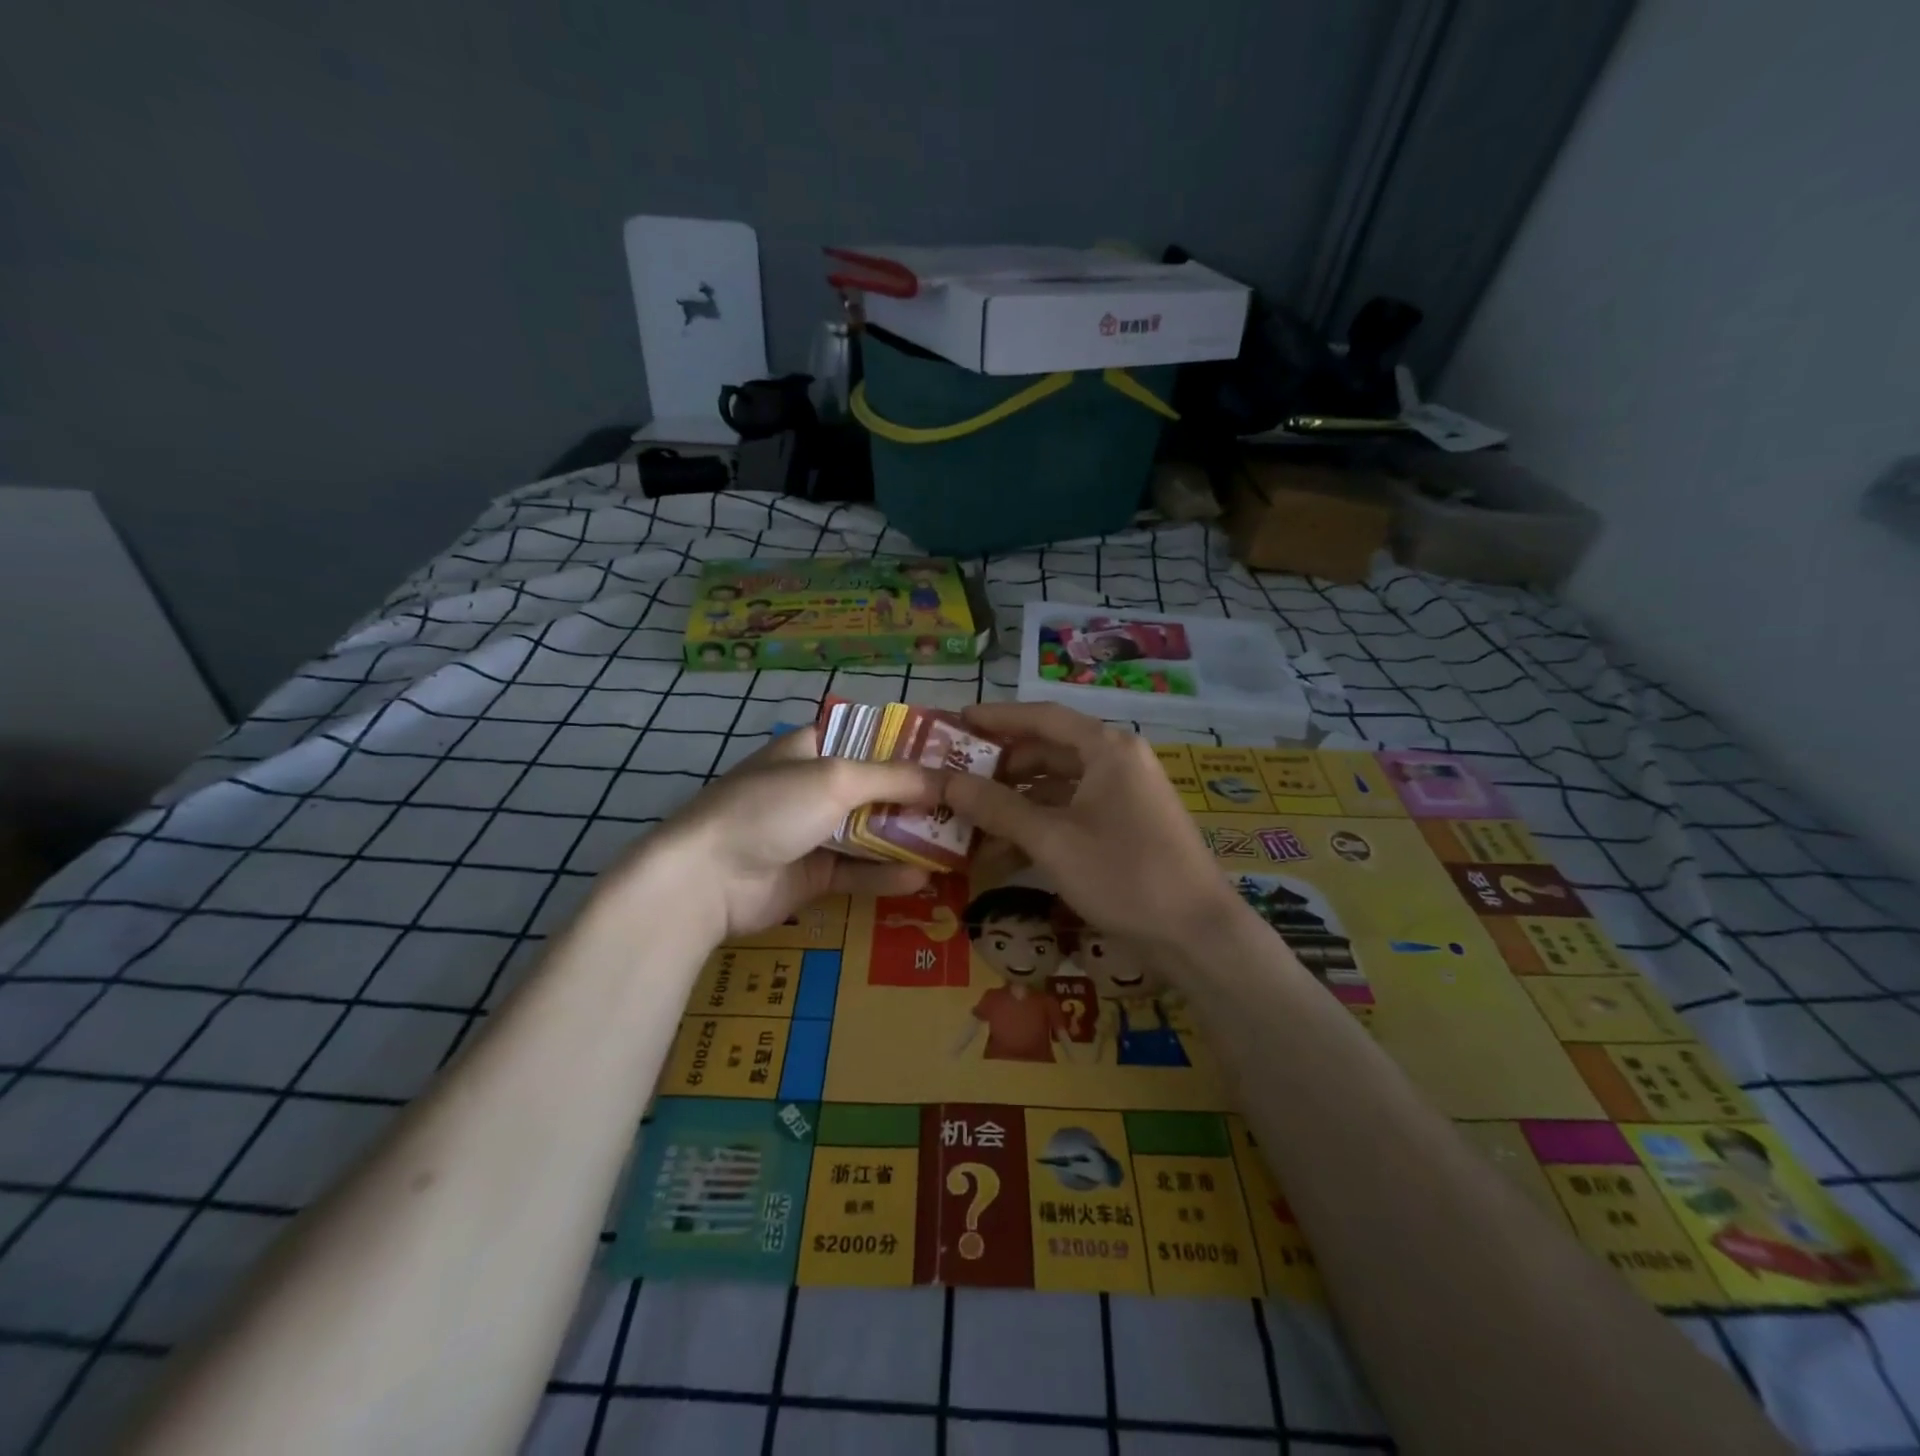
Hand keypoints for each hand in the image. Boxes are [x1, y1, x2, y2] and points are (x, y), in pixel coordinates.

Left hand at [615, 727, 946, 940]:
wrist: (707, 878)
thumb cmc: (771, 807)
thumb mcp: (836, 778)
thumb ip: (894, 777)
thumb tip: (947, 779)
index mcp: (812, 748)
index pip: (870, 737)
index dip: (910, 744)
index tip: (954, 754)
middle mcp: (814, 786)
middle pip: (876, 787)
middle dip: (919, 796)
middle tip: (967, 805)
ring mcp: (812, 832)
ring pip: (871, 831)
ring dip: (909, 837)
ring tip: (957, 844)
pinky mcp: (813, 875)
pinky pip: (858, 871)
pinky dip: (886, 873)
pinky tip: (922, 879)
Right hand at [944, 703, 1245, 955]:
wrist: (1196, 935)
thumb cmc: (1124, 874)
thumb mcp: (1052, 839)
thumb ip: (996, 807)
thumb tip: (943, 781)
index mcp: (1107, 749)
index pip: (1043, 717)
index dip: (997, 718)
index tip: (957, 722)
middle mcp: (1116, 764)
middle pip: (1047, 754)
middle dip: (999, 771)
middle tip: (954, 782)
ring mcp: (1122, 799)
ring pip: (1056, 791)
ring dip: (1013, 808)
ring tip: (966, 827)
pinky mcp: (1124, 831)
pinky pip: (1070, 818)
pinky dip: (1037, 832)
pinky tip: (999, 857)